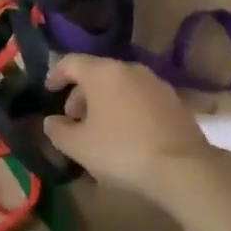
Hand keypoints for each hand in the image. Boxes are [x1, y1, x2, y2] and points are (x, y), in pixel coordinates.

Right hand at [42, 54, 211, 190]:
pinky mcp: (174, 101)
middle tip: (73, 119)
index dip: (56, 74)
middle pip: (97, 74)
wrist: (183, 168)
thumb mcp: (78, 147)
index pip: (71, 62)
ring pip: (121, 86)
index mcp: (103, 73)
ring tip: (100, 130)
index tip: (48, 90)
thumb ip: (58, 130)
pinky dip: (127, 109)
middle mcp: (130, 69)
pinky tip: (127, 135)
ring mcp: (156, 83)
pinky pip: (140, 98)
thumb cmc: (121, 151)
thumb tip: (51, 121)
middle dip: (81, 94)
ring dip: (105, 102)